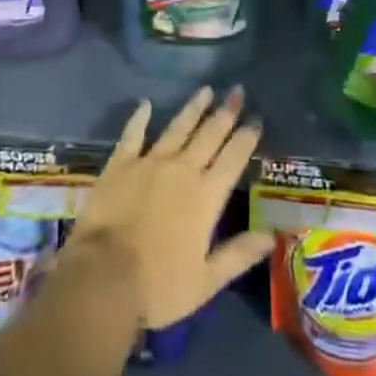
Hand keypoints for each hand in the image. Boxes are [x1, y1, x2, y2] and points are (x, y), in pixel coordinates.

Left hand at [68, 86, 274, 328]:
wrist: (104, 276)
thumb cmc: (159, 285)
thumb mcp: (206, 281)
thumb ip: (238, 255)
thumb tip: (270, 236)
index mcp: (206, 196)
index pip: (233, 158)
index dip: (246, 137)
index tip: (256, 118)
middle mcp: (182, 169)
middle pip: (209, 135)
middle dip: (225, 112)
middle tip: (236, 91)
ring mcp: (150, 161)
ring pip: (178, 127)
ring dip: (193, 108)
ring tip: (206, 90)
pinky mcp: (121, 163)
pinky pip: (133, 133)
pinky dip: (140, 118)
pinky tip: (145, 104)